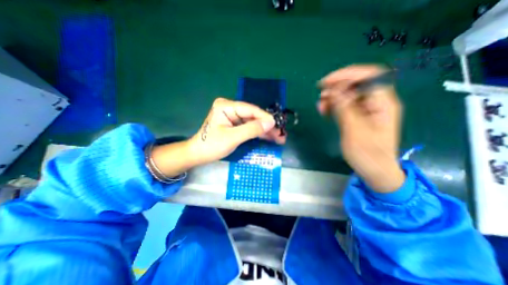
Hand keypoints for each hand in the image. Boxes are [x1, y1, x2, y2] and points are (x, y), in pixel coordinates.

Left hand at [188, 98, 285, 163]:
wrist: (199, 154)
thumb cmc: (212, 145)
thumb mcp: (232, 138)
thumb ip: (251, 129)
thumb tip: (271, 122)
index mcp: (226, 106)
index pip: (250, 110)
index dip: (265, 118)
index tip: (277, 126)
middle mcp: (230, 108)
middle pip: (253, 116)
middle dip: (267, 126)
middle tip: (281, 135)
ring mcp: (233, 116)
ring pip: (253, 122)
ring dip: (265, 131)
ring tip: (279, 138)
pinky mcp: (235, 124)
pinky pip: (249, 127)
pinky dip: (258, 133)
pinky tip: (269, 138)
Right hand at [316, 65, 404, 191]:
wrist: (375, 170)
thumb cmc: (368, 154)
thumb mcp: (354, 131)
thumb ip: (344, 109)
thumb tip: (332, 91)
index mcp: (383, 103)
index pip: (369, 75)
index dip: (347, 74)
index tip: (326, 82)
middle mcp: (376, 102)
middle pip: (356, 84)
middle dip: (336, 87)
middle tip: (321, 97)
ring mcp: (366, 109)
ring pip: (348, 94)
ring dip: (333, 97)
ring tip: (321, 107)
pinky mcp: (358, 116)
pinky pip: (345, 105)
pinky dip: (333, 106)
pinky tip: (325, 111)